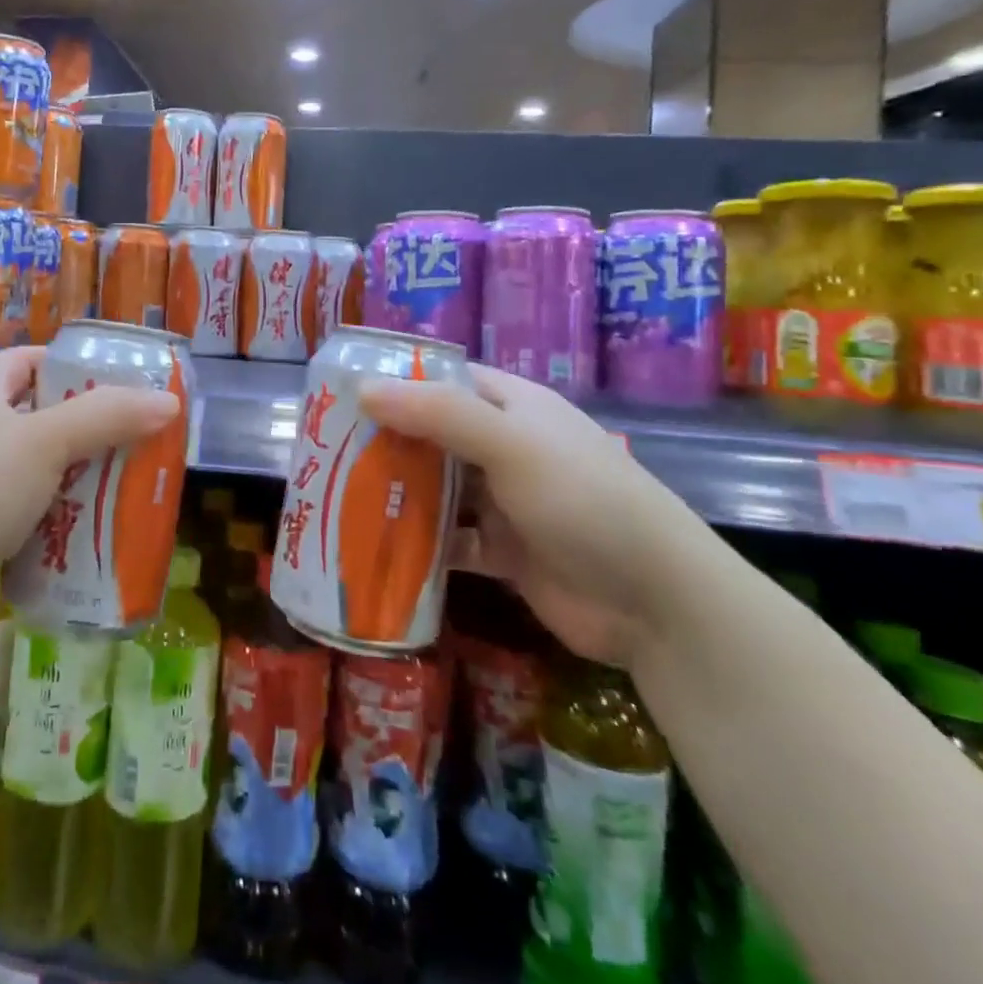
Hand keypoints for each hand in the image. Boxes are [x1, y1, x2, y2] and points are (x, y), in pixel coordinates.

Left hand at [0, 347, 179, 621]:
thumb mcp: (41, 443)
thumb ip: (105, 418)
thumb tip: (169, 402)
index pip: (18, 364)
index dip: (58, 361)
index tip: (106, 375)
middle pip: (38, 424)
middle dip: (87, 431)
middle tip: (138, 441)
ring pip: (39, 481)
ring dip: (80, 487)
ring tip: (131, 492)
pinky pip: (32, 530)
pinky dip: (63, 534)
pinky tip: (99, 544)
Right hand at [358, 364, 715, 668]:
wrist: (656, 603)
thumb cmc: (584, 500)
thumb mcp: (511, 444)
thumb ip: (438, 414)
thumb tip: (363, 388)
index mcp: (513, 407)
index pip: (446, 380)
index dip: (398, 382)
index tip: (342, 393)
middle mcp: (506, 447)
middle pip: (433, 435)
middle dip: (386, 442)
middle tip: (326, 450)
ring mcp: (505, 501)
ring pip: (437, 488)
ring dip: (397, 493)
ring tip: (338, 495)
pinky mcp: (503, 551)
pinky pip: (448, 539)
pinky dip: (417, 544)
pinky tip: (376, 547)